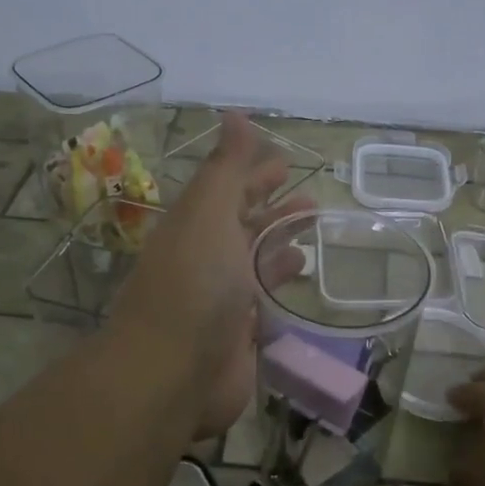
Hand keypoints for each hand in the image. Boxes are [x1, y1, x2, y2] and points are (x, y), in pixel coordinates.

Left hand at [111, 111, 314, 437]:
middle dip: (273, 208)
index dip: (254, 173)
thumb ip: (227, 166)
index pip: (229, 190)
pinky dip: (281, 284)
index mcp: (195, 225)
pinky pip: (266, 300)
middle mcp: (206, 258)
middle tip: (311, 199)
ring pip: (256, 261)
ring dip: (281, 242)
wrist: (172, 372)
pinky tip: (301, 275)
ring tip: (312, 229)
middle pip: (244, 225)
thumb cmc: (194, 282)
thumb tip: (235, 113)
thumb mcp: (209, 211)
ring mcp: (222, 298)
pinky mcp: (239, 335)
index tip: (284, 162)